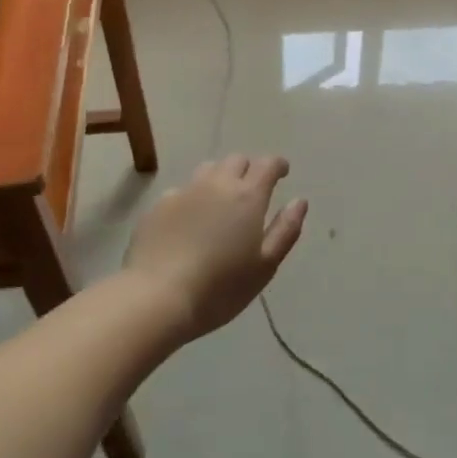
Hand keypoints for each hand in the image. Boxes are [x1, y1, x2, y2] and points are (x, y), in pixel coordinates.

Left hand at [123, 155, 308, 339]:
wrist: (157, 297)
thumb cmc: (220, 287)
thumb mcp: (265, 265)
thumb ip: (286, 230)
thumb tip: (299, 201)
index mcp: (247, 196)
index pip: (267, 164)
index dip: (278, 165)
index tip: (282, 173)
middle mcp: (216, 184)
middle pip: (236, 160)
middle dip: (248, 169)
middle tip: (252, 191)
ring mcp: (184, 191)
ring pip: (207, 170)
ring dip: (220, 178)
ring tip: (221, 202)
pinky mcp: (158, 205)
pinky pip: (182, 190)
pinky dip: (193, 198)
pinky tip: (189, 221)